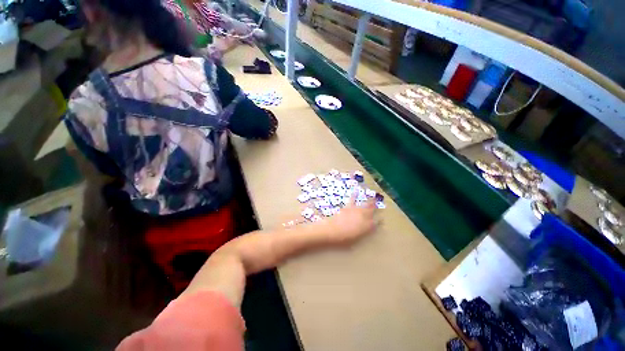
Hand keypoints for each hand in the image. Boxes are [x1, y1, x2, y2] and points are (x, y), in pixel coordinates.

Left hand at [322, 198, 378, 245]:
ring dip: (370, 201)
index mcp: (366, 227)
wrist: (332, 231)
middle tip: (379, 205)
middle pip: (372, 211)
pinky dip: (354, 195)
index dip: (379, 221)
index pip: (376, 223)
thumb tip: (364, 231)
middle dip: (376, 208)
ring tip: (374, 197)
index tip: (381, 219)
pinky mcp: (348, 207)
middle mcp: (363, 217)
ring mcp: (356, 211)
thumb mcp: (355, 241)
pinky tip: (356, 190)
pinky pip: (353, 199)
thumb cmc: (343, 240)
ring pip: (365, 204)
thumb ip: (361, 234)